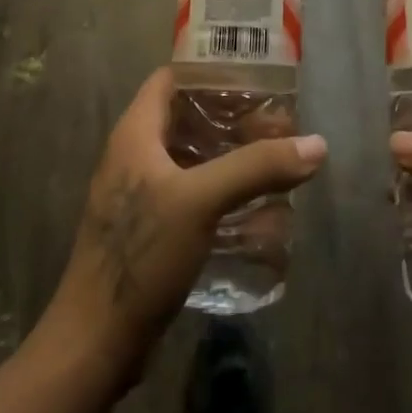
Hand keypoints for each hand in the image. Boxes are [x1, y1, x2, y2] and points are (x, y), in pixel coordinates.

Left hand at [42, 67, 326, 385]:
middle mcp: (134, 154)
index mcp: (135, 133)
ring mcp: (139, 193)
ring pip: (190, 156)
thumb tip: (316, 144)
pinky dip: (220, 187)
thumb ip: (256, 167)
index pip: (172, 78)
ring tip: (274, 156)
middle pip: (186, 116)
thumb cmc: (141, 255)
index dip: (209, 69)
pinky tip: (253, 203)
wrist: (96, 343)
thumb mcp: (201, 201)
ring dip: (228, 153)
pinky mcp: (149, 228)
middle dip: (230, 115)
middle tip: (277, 121)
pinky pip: (190, 191)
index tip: (254, 75)